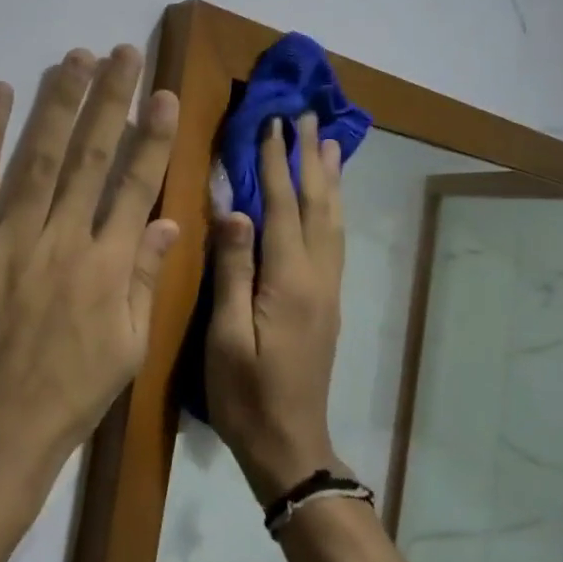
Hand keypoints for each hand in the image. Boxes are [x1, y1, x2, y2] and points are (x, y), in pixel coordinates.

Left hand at [0, 45, 179, 482]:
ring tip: (74, 58)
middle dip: (110, 99)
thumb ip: (145, 280)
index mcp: (109, 265)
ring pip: (41, 156)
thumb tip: (165, 221)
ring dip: (59, 102)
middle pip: (92, 155)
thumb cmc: (65, 397)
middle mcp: (65, 239)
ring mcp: (11, 238)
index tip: (163, 95)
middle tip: (121, 53)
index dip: (152, 136)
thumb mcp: (126, 349)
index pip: (136, 183)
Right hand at [206, 111, 346, 502]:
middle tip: (307, 116)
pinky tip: (329, 199)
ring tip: (328, 142)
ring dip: (329, 177)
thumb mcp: (227, 336)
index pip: (282, 206)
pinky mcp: (328, 303)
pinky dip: (333, 207)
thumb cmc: (246, 395)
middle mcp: (317, 276)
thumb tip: (235, 209)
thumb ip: (232, 271)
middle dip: (310, 157)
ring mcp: (328, 290)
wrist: (291, 445)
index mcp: (289, 280)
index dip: (274, 162)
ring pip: (333, 220)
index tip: (271, 122)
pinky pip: (335, 240)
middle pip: (317, 204)